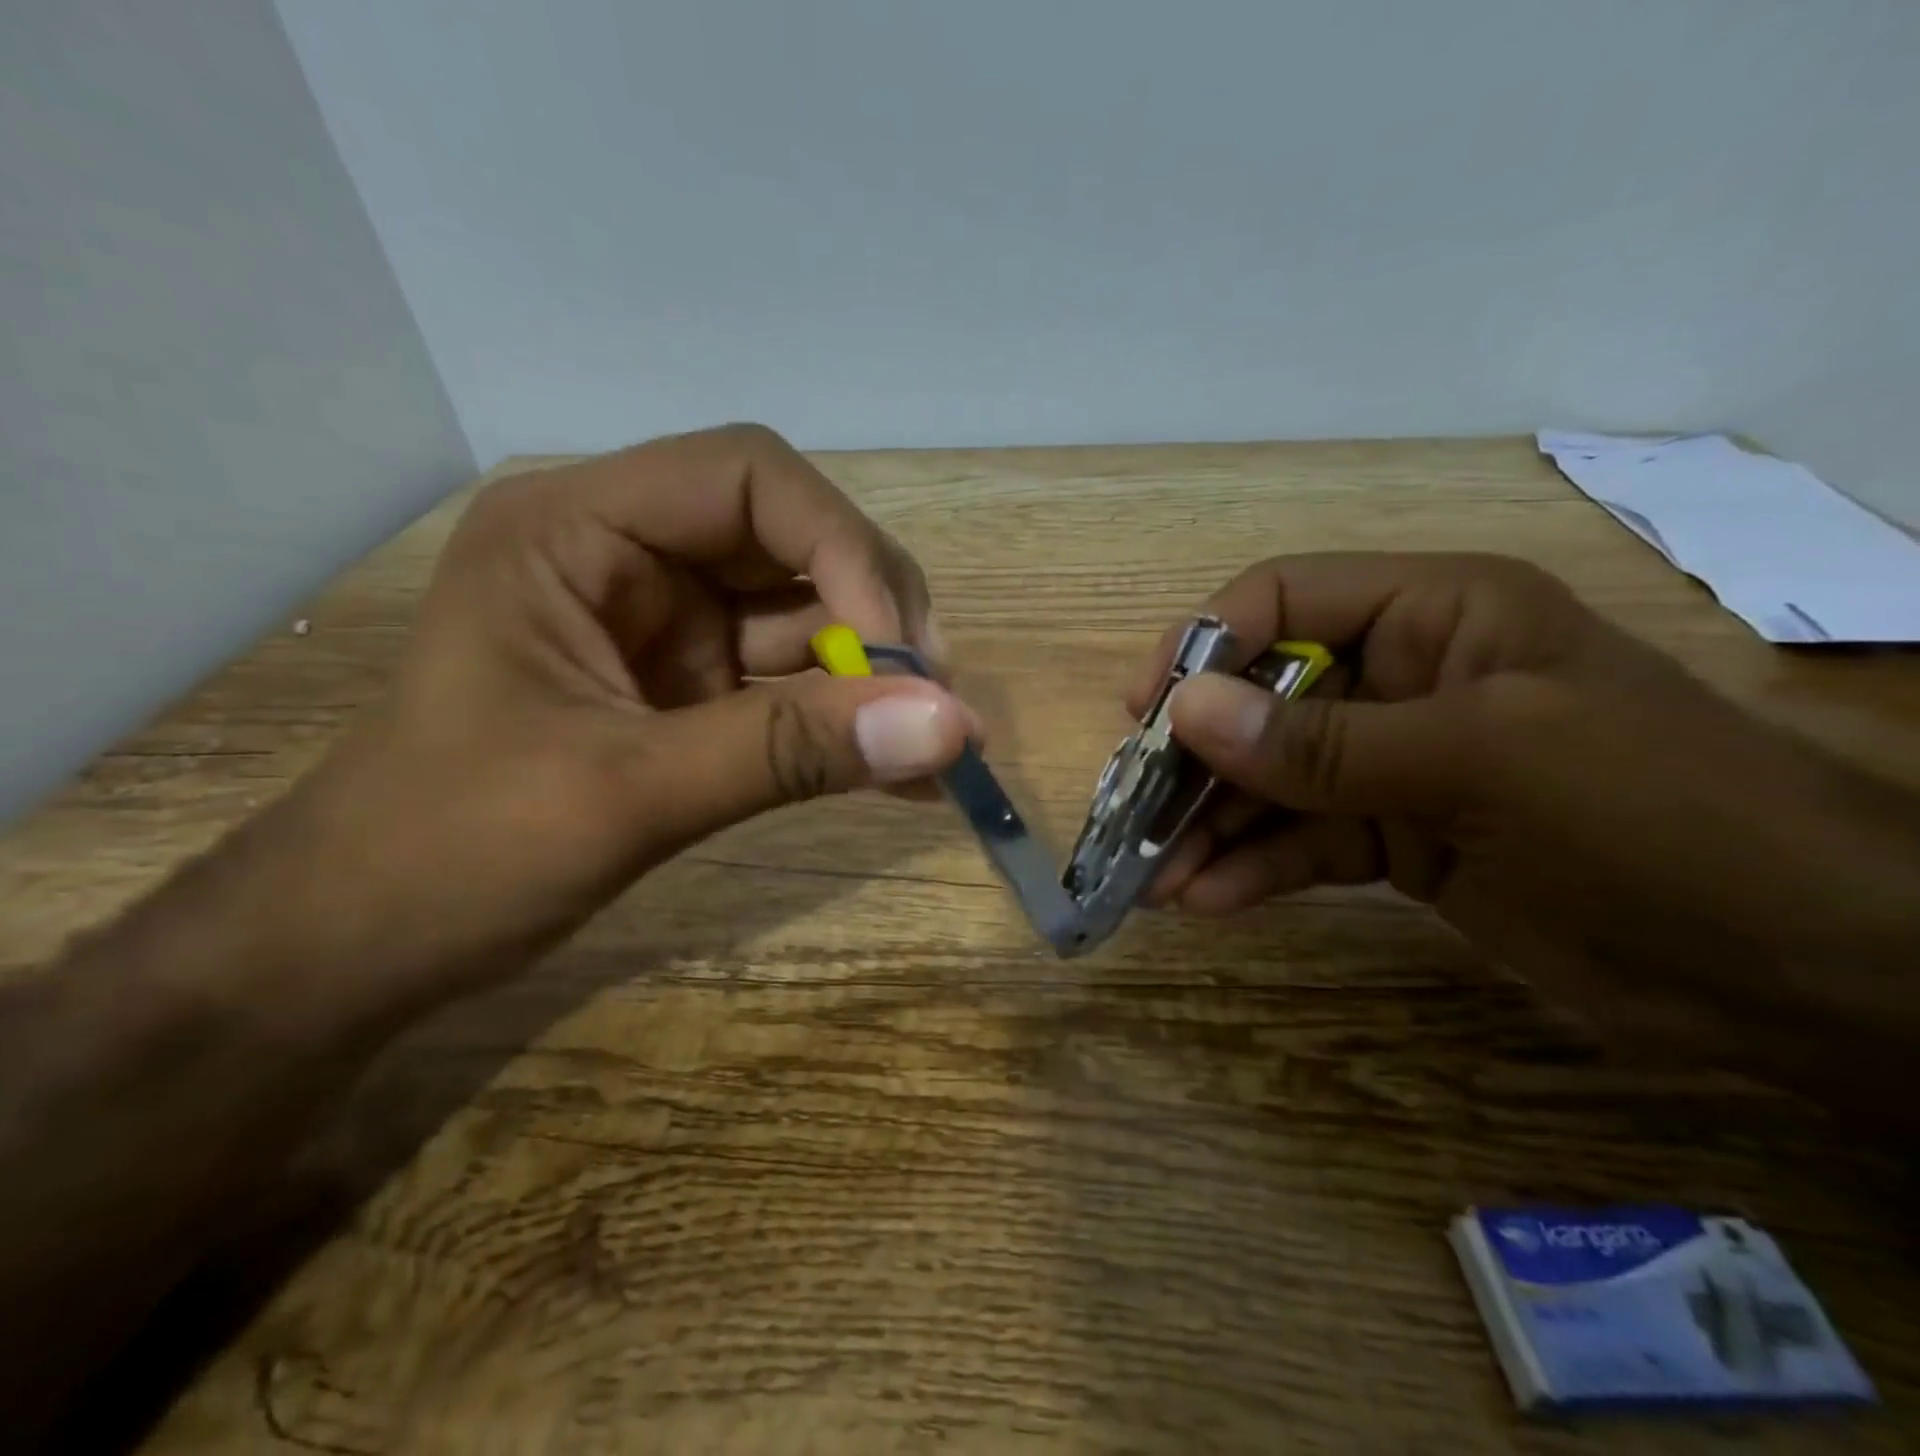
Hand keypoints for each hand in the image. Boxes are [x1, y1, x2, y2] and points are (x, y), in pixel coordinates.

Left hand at [301, 424, 976, 1002]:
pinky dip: (849, 727)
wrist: (367, 947)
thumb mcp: (626, 793)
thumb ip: (789, 751)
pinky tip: (903, 774)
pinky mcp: (694, 694)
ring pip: (809, 622)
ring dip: (878, 681)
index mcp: (579, 530)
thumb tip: (950, 727)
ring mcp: (669, 629)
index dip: (841, 547)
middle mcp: (633, 560)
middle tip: (933, 703)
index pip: (749, 477)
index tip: (900, 651)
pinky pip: (795, 691)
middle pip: (795, 544)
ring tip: (939, 750)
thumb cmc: (451, 853)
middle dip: (875, 618)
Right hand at [1137, 553, 1919, 1096]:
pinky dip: (1251, 869)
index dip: (1204, 647)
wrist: (1801, 968)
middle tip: (1134, 818)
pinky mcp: (1394, 839)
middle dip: (1194, 762)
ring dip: (1209, 828)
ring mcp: (1392, 764)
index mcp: (1430, 616)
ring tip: (1154, 881)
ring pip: (1271, 783)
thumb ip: (1322, 742)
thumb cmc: (1657, 816)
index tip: (1146, 713)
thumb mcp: (1480, 761)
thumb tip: (1185, 713)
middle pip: (1261, 702)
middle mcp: (1399, 679)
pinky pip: (1300, 843)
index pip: (1282, 601)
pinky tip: (1205, 900)